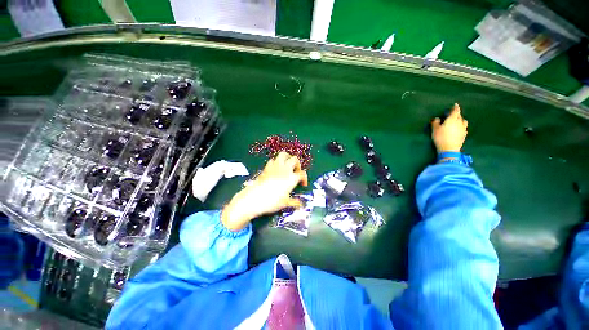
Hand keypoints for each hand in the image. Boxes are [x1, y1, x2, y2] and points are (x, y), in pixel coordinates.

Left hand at [221, 152, 308, 230]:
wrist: (254, 199)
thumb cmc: (272, 201)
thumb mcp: (285, 203)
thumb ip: (295, 202)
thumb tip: (301, 204)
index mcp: (291, 178)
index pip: (302, 173)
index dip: (305, 178)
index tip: (303, 184)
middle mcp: (285, 170)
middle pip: (294, 160)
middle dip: (297, 164)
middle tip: (296, 171)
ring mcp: (275, 167)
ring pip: (283, 155)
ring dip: (287, 158)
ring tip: (287, 165)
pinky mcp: (266, 168)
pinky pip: (273, 160)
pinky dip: (276, 162)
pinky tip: (276, 168)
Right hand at [431, 103, 467, 152]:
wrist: (449, 149)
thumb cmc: (441, 137)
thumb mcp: (435, 130)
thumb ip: (435, 123)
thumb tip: (437, 118)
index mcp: (452, 119)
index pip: (455, 111)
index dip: (455, 107)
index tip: (455, 104)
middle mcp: (459, 122)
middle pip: (459, 116)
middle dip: (457, 114)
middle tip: (452, 114)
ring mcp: (463, 129)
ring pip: (463, 122)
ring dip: (460, 120)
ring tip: (457, 121)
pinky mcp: (464, 135)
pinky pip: (464, 128)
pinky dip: (461, 127)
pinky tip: (459, 129)